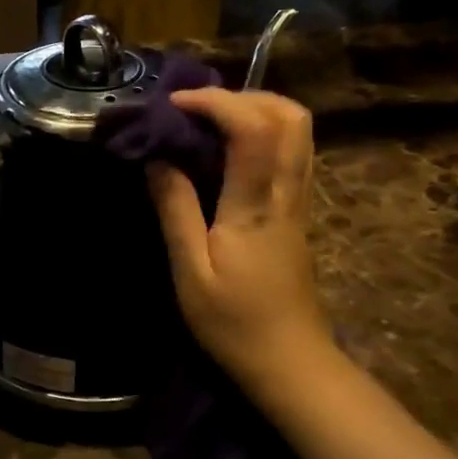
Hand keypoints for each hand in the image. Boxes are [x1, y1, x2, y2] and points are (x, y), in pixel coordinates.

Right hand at [147, 89, 330, 394]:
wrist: (290, 361)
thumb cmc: (234, 324)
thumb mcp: (190, 273)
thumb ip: (175, 210)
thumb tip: (158, 160)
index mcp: (257, 206)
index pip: (252, 128)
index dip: (214, 103)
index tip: (173, 105)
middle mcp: (287, 192)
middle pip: (290, 116)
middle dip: (242, 96)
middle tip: (196, 110)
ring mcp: (299, 201)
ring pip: (298, 131)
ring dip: (255, 111)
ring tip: (209, 124)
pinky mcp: (298, 213)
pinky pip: (291, 152)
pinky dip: (262, 133)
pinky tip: (228, 153)